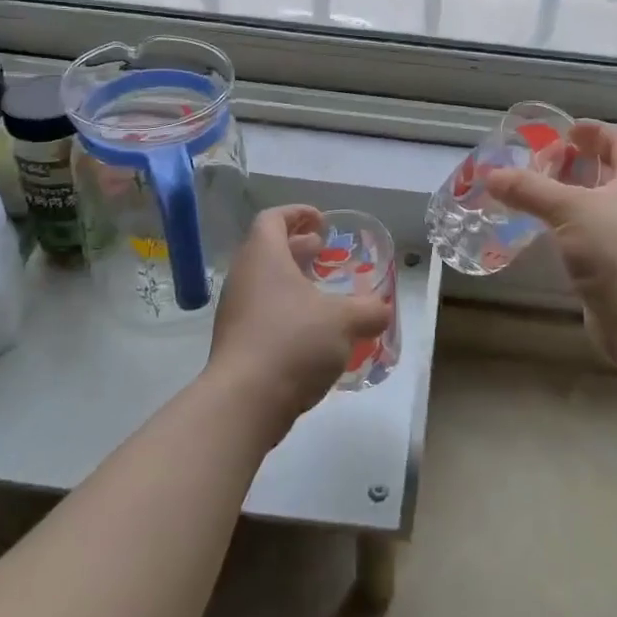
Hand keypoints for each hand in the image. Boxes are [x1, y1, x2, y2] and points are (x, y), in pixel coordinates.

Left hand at [207, 205, 391, 437]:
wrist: (244, 402)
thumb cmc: (293, 342)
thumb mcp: (345, 321)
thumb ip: (370, 310)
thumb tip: (382, 309)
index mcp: (264, 257)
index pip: (273, 218)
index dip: (297, 213)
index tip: (322, 223)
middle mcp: (243, 277)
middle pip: (267, 248)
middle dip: (298, 247)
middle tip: (325, 253)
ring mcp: (235, 311)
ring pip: (264, 282)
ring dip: (292, 280)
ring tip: (323, 292)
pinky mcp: (235, 342)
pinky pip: (261, 312)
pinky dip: (285, 309)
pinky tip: (312, 331)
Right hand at [486, 122, 616, 378]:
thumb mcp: (569, 209)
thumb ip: (529, 189)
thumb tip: (491, 175)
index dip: (591, 131)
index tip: (563, 130)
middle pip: (610, 172)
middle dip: (576, 165)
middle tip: (540, 162)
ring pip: (601, 206)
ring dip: (571, 198)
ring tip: (534, 193)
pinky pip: (595, 236)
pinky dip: (572, 228)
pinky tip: (546, 231)